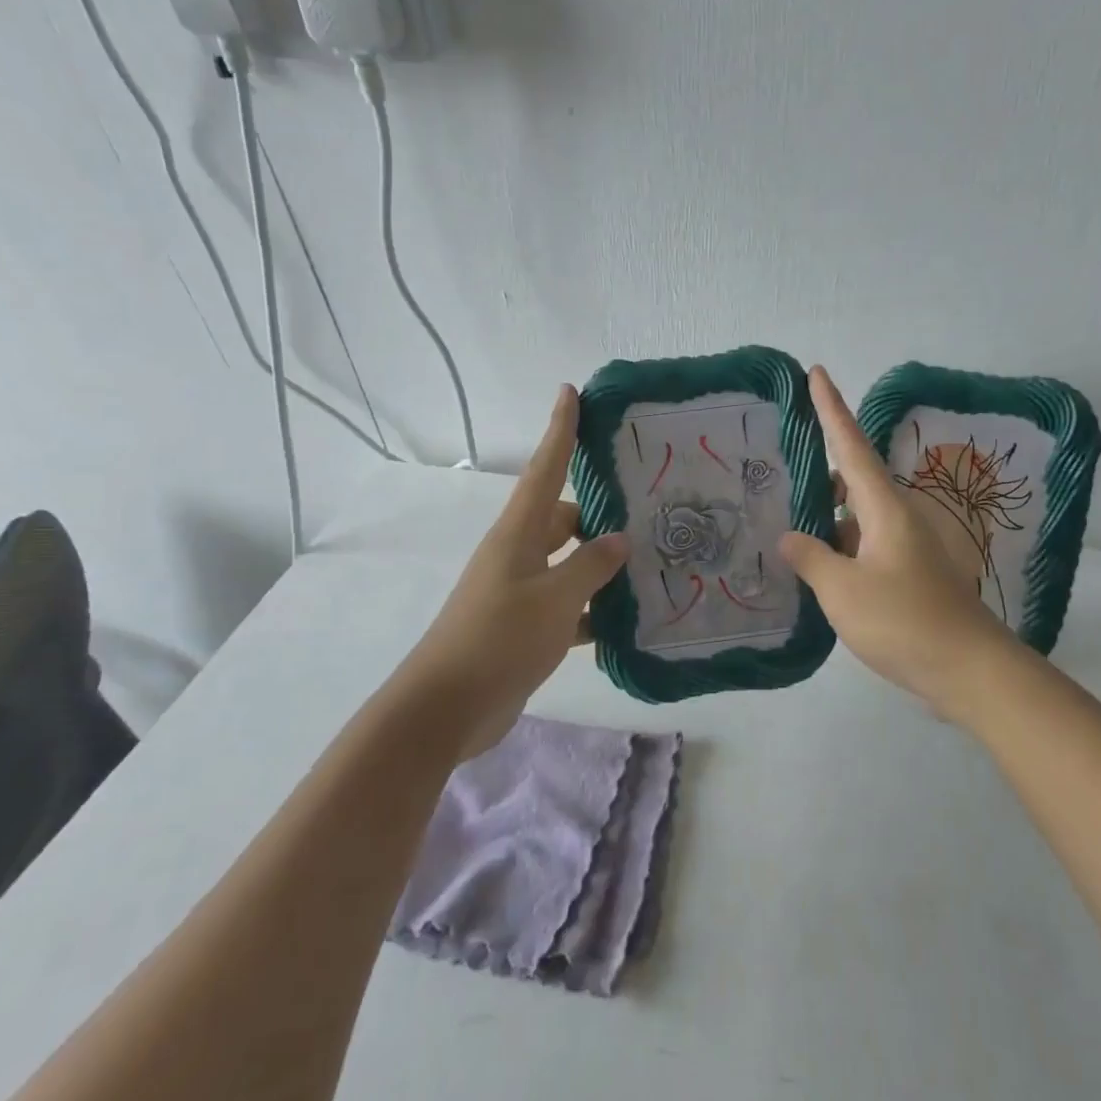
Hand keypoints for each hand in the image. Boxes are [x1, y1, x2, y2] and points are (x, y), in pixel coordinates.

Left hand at [401, 386, 629, 757]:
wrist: (447, 708)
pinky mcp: (526, 627)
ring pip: (571, 564)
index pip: (545, 469)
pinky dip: (594, 610)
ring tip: (653, 564)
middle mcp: (519, 554)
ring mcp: (521, 591)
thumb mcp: (553, 599)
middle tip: (651, 509)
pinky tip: (628, 621)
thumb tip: (619, 540)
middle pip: (565, 517)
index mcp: (518, 533)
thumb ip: (590, 567)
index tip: (570, 392)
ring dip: (603, 567)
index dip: (559, 430)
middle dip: (602, 513)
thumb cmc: (499, 640)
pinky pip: (569, 606)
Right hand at [780, 367, 1016, 717]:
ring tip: (787, 526)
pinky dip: (840, 547)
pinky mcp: (908, 574)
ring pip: (857, 517)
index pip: (851, 446)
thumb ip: (811, 558)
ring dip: (827, 518)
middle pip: (853, 480)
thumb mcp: (843, 590)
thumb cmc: (903, 620)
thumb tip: (790, 537)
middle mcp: (897, 518)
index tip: (816, 372)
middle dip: (820, 473)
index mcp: (884, 509)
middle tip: (779, 474)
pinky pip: (865, 545)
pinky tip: (816, 568)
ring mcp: (905, 547)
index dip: (831, 409)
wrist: (967, 668)